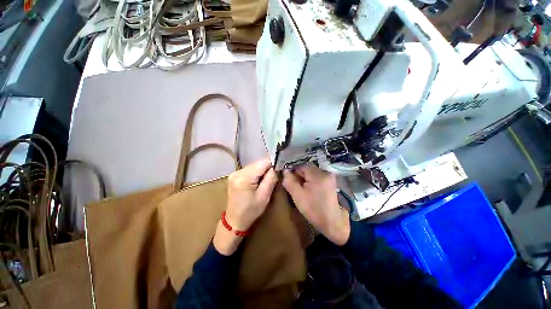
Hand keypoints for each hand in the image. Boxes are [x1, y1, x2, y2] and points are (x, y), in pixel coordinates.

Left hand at [213, 158, 277, 254]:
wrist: (234, 221)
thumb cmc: (251, 211)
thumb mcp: (264, 196)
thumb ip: (271, 178)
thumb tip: (277, 166)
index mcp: (244, 177)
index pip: (263, 162)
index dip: (273, 163)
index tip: (280, 167)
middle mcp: (237, 172)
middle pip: (258, 163)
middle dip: (268, 167)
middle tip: (276, 174)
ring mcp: (235, 173)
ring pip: (255, 165)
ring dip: (263, 170)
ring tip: (268, 178)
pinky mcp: (235, 175)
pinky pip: (250, 169)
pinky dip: (257, 173)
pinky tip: (260, 180)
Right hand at [282, 164, 349, 245]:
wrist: (331, 222)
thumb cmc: (313, 209)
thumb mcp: (297, 196)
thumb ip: (289, 181)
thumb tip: (284, 170)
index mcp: (318, 175)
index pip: (301, 166)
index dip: (294, 173)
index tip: (291, 183)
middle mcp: (325, 172)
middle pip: (307, 169)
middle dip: (300, 176)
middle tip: (297, 188)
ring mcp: (330, 176)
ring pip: (312, 172)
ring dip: (305, 178)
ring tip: (304, 190)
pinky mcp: (331, 181)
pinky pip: (317, 176)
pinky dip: (312, 180)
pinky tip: (311, 190)